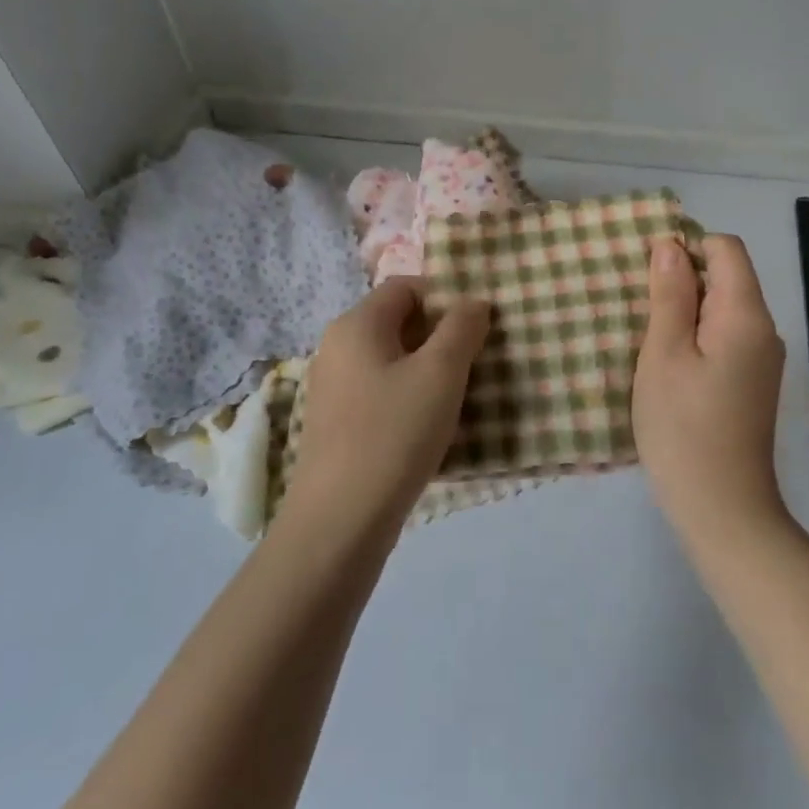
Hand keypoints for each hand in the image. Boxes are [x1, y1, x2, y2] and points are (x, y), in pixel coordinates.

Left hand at [286, 279, 490, 535]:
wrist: (340, 521)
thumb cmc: (394, 433)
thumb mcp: (440, 373)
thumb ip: (462, 328)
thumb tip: (473, 302)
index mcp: (356, 324)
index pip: (405, 287)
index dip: (445, 297)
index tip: (477, 327)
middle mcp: (337, 347)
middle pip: (397, 322)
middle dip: (440, 335)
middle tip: (476, 360)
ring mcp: (332, 387)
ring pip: (391, 359)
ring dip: (427, 369)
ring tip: (460, 394)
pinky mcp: (336, 422)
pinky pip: (379, 391)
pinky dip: (408, 396)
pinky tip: (429, 426)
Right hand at [633, 234, 787, 544]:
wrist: (722, 508)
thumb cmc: (683, 427)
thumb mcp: (664, 354)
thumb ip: (670, 295)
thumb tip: (671, 245)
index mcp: (745, 315)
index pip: (726, 248)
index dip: (687, 246)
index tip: (648, 271)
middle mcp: (764, 329)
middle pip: (727, 276)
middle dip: (683, 278)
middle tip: (637, 304)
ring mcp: (762, 359)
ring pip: (724, 308)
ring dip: (686, 309)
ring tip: (646, 334)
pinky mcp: (753, 382)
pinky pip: (726, 337)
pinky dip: (697, 336)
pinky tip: (668, 362)